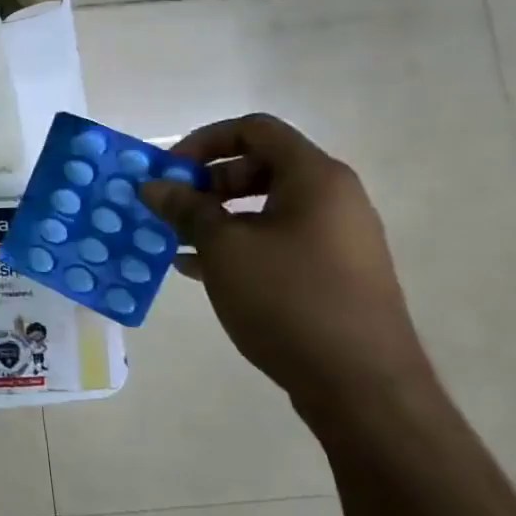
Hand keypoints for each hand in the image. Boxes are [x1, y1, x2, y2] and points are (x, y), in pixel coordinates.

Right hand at [139, 114, 434, 418]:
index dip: (204, 141)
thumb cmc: (288, 299)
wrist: (361, 386)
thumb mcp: (223, 248)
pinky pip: (276, 240)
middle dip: (205, 182)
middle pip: (259, 166)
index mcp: (314, 178)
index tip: (169, 172)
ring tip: (175, 241)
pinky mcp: (332, 272)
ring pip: (264, 207)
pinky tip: (197, 269)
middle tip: (169, 208)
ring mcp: (336, 238)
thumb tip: (153, 185)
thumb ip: (185, 209)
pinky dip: (237, 244)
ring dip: (215, 217)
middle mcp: (333, 198)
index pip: (254, 130)